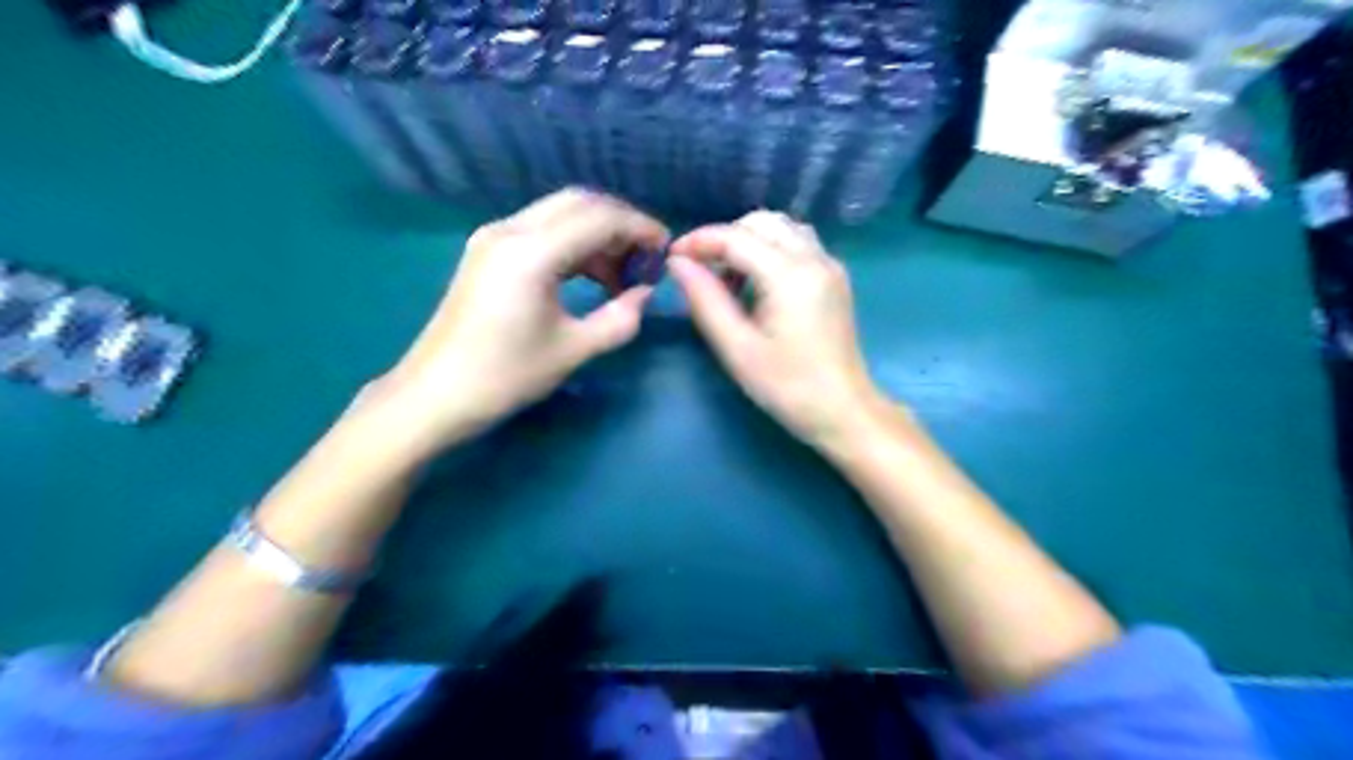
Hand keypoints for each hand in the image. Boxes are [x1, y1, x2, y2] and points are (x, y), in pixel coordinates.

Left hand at [371, 191, 668, 447]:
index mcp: (531, 252)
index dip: (640, 228)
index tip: (666, 250)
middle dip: (620, 224)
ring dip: (596, 233)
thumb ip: (619, 318)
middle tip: (644, 259)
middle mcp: (509, 230)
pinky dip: (572, 242)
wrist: (434, 395)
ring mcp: (493, 237)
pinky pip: (540, 229)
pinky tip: (587, 275)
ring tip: (619, 275)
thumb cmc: (505, 376)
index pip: (600, 218)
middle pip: (580, 202)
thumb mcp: (573, 350)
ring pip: (559, 213)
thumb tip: (645, 294)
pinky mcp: (486, 251)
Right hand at [668, 209, 884, 443]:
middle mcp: (815, 258)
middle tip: (700, 272)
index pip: (736, 237)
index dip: (699, 241)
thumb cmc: (787, 387)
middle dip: (724, 238)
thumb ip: (705, 300)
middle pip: (761, 222)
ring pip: (782, 228)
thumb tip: (678, 263)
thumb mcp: (737, 348)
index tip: (672, 257)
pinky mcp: (835, 278)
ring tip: (727, 277)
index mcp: (790, 275)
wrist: (843, 411)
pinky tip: (756, 282)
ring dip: (748, 241)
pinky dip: (770, 249)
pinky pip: (797, 244)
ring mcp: (830, 265)